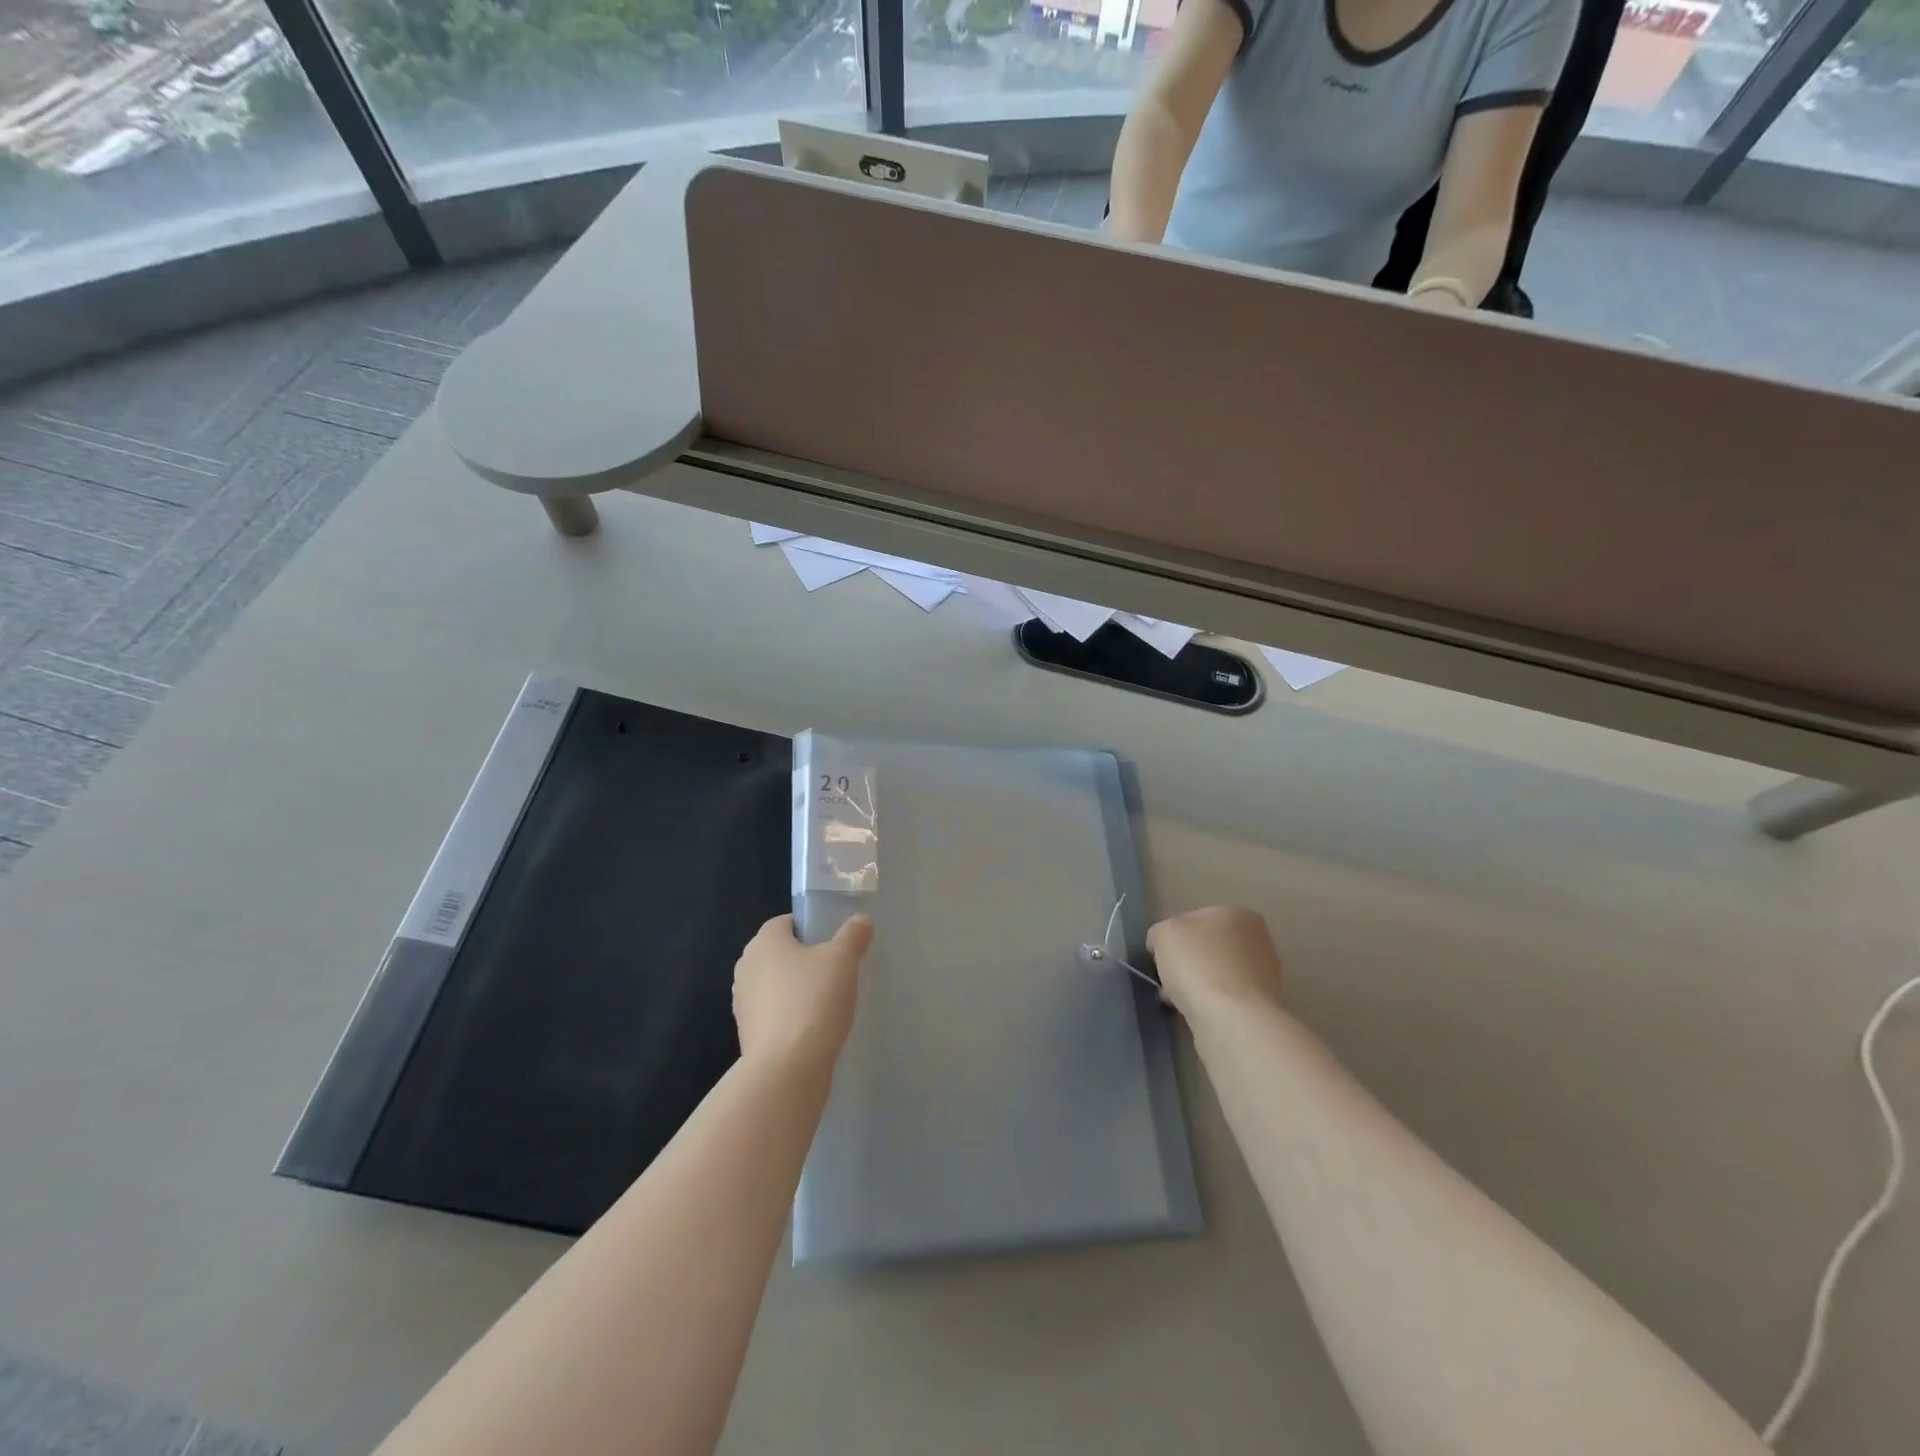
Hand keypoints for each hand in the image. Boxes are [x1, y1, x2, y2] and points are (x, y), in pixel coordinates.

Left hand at [732, 913, 871, 1069]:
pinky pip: (774, 1014)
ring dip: (797, 990)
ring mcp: (743, 1003)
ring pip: (776, 985)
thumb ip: (853, 935)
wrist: (787, 1069)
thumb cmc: (813, 1001)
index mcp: (763, 942)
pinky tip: (815, 1028)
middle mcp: (746, 967)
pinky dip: (791, 1016)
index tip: (834, 943)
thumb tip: (861, 920)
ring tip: (829, 1002)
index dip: (811, 928)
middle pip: (780, 954)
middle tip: (836, 971)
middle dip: (805, 960)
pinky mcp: (748, 1034)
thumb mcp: (843, 960)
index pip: (786, 922)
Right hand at [1147, 906, 1283, 1020]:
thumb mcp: (1163, 934)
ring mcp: (1266, 975)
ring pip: (1218, 975)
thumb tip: (1164, 946)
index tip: (1162, 959)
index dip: (1174, 939)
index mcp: (1237, 914)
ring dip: (1199, 986)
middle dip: (1189, 964)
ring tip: (1181, 1003)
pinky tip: (1199, 1015)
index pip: (1195, 921)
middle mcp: (1258, 939)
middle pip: (1209, 948)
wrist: (1233, 1020)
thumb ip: (1161, 933)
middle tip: (1169, 982)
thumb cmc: (1197, 965)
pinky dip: (1213, 1006)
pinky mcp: (1265, 1006)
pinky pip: (1228, 1000)